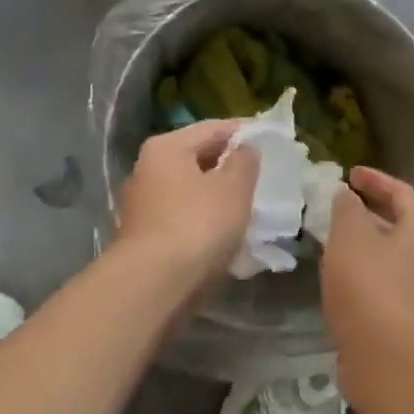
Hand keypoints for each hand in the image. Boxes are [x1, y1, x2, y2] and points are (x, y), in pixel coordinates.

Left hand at [116, 119, 258, 275]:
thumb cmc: (197, 225)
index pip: (212, 128)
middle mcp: (147, 169)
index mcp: (166, 147)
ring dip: (217, 195)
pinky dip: (204, 219)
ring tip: (250, 206)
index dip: (244, 132)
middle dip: (230, 166)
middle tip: (263, 176)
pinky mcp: (145, 236)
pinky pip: (183, 216)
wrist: (153, 285)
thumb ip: (245, 161)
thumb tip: (244, 149)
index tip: (271, 142)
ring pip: (191, 190)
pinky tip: (226, 233)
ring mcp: (143, 204)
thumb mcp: (234, 188)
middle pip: (197, 158)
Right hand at [321, 166, 413, 347]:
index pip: (402, 193)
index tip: (349, 174)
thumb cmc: (369, 284)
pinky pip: (385, 282)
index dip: (375, 179)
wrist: (386, 357)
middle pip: (401, 224)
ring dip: (366, 244)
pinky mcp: (406, 319)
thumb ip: (347, 208)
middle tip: (341, 206)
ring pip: (391, 255)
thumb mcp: (350, 235)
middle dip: (370, 212)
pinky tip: (340, 278)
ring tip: (334, 240)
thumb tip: (347, 196)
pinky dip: (364, 271)